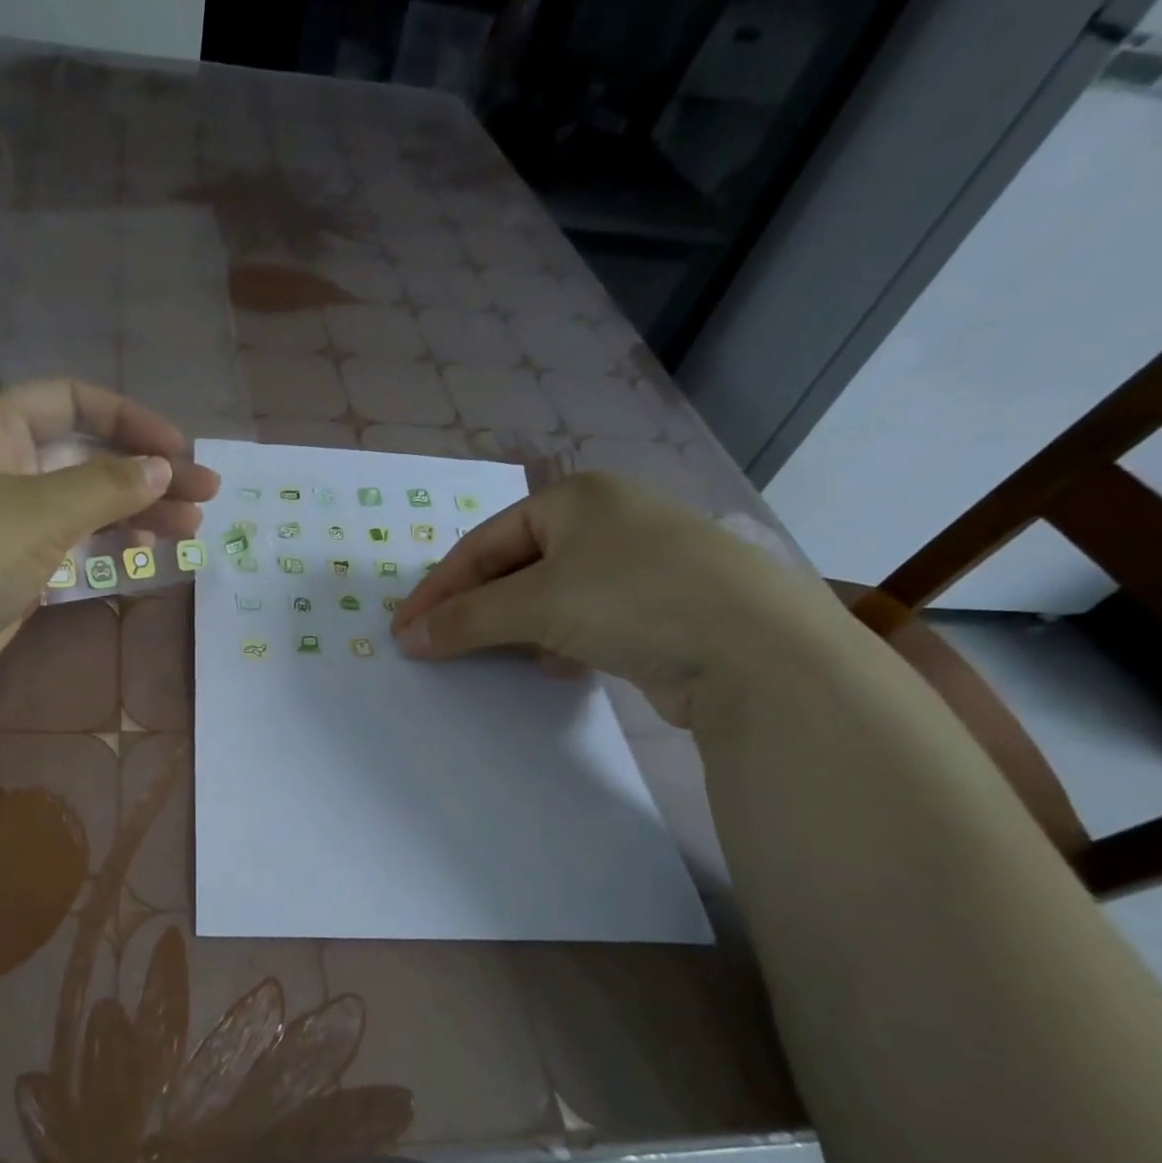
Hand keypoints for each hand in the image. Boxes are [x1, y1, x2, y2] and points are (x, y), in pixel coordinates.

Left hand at [0, 379, 218, 732]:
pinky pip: (71, 550)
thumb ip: (105, 487)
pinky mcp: (11, 573)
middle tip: (206, 495)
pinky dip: (109, 551)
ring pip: (85, 507)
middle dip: (148, 473)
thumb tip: (161, 468)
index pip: (73, 402)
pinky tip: (147, 558)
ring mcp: (6, 524)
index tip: (179, 449)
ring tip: (193, 529)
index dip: (131, 418)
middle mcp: (1, 468)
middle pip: (88, 457)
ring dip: (137, 514)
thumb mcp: (36, 513)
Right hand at [388, 473, 839, 726]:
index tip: (404, 627)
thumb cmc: (633, 598)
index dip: (439, 586)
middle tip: (437, 643)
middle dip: (474, 607)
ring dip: (513, 627)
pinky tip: (551, 665)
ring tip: (486, 656)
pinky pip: (585, 620)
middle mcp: (607, 522)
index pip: (484, 542)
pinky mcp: (660, 609)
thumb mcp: (537, 603)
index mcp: (576, 497)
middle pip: (515, 567)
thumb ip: (465, 618)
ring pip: (550, 596)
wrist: (757, 651)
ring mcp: (638, 565)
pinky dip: (557, 641)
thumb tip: (408, 637)